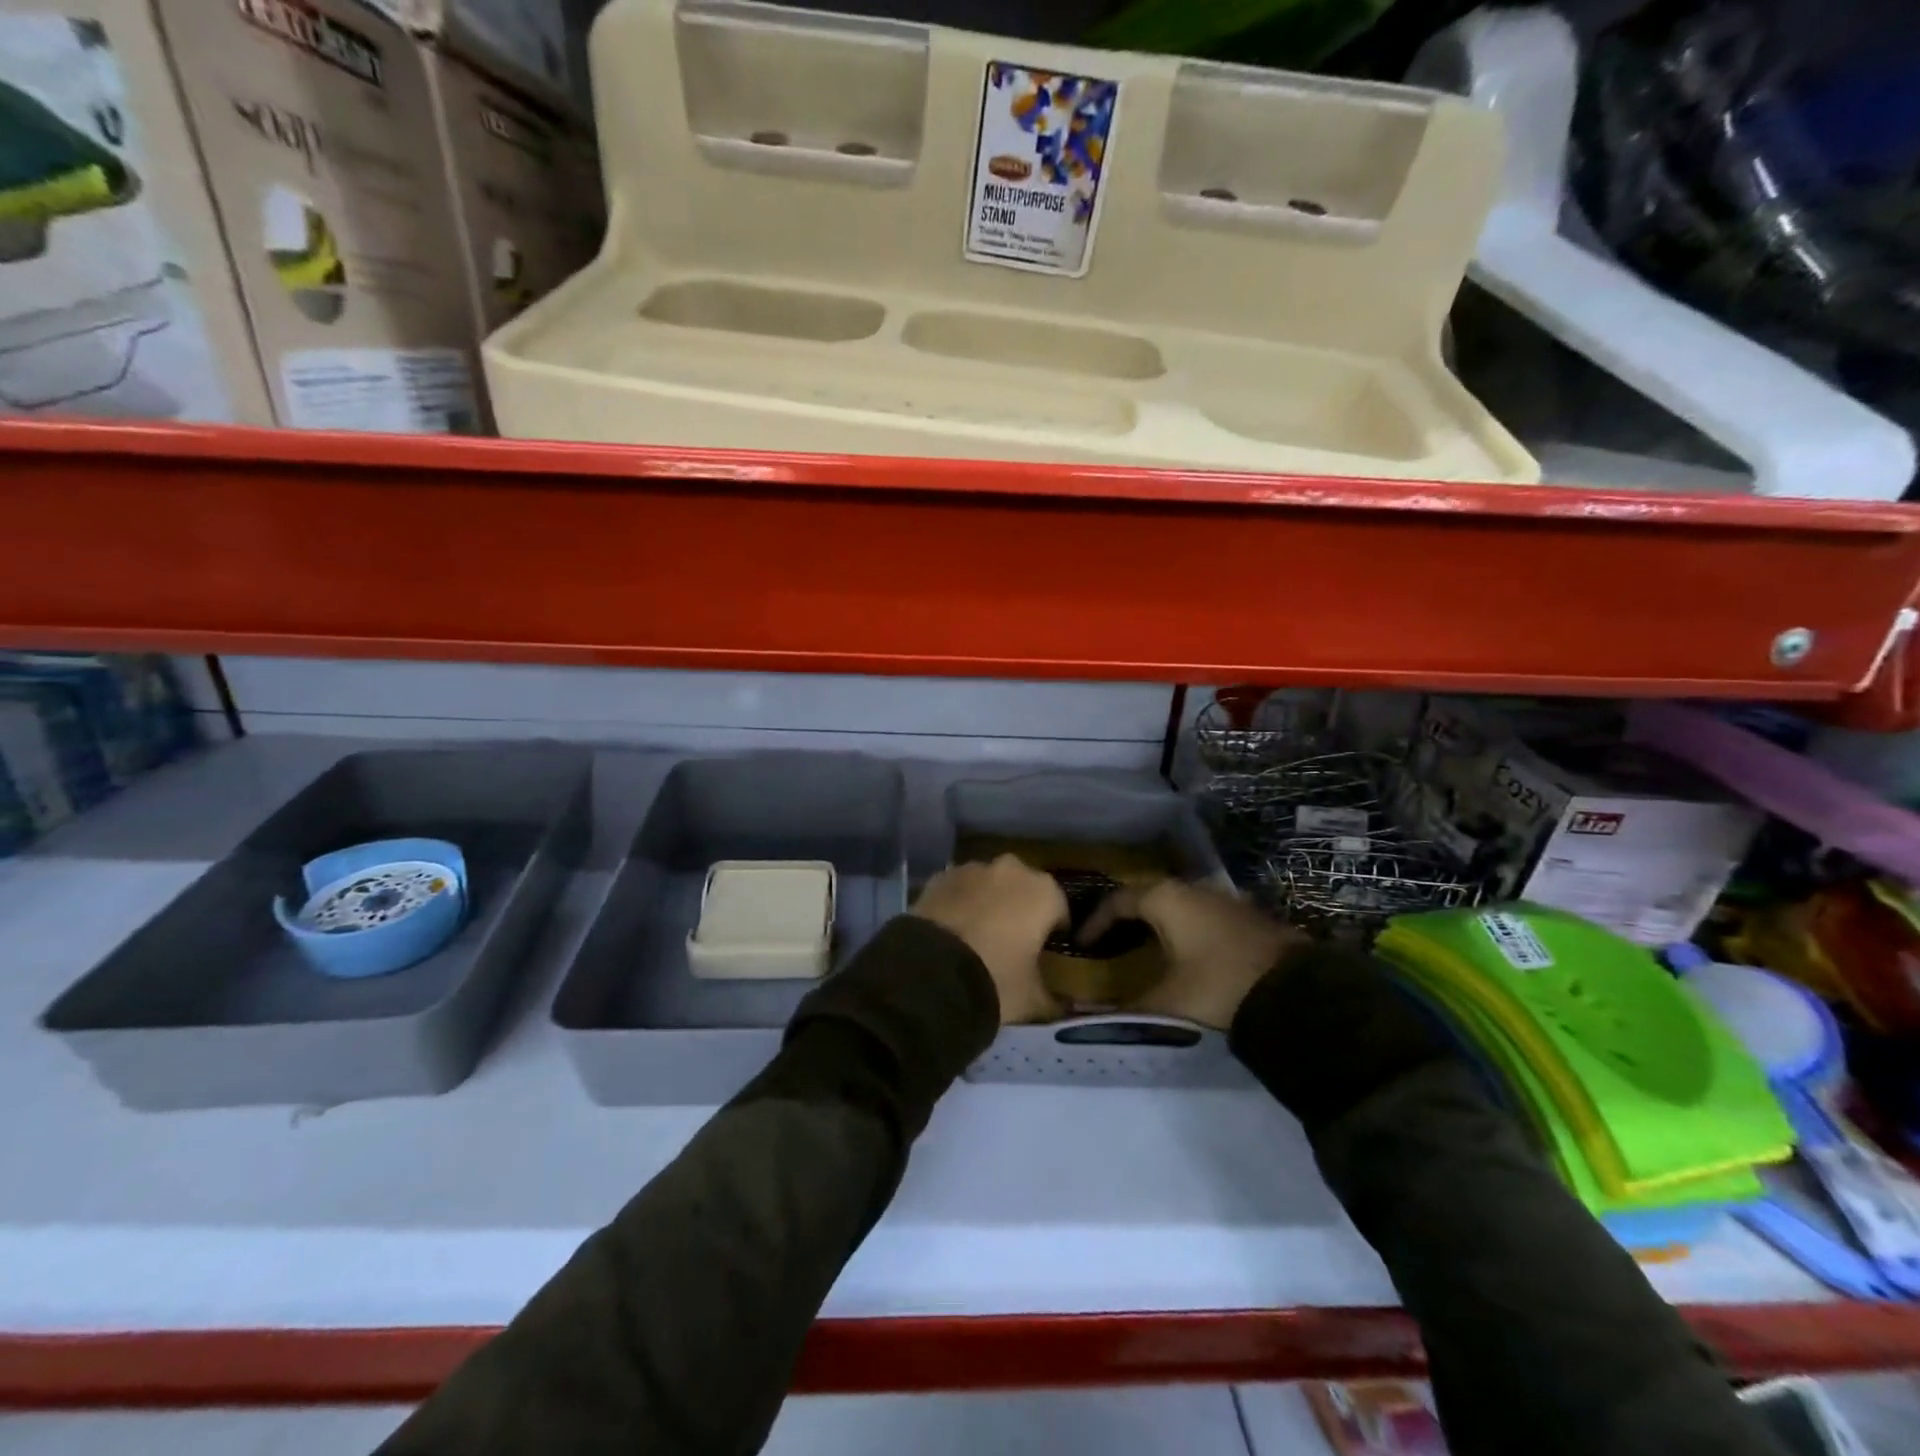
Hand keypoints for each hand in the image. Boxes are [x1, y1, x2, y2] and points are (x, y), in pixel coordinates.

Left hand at [912, 855, 1068, 1023]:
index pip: (1059, 909)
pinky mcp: (940, 877)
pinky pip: (959, 889)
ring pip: (989, 884)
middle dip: (1020, 908)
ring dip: (988, 902)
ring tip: (977, 936)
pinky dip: (959, 903)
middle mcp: (1011, 870)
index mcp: (1044, 892)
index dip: (1054, 931)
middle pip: (1023, 888)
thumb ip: (1052, 999)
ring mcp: (972, 868)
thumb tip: (1061, 1006)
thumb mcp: (1032, 999)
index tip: (1046, 952)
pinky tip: (952, 931)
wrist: (932, 971)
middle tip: (1011, 942)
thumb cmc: (996, 979)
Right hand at [1082, 879, 1301, 1030]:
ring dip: (1158, 924)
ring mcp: (1224, 900)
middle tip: (1109, 944)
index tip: (1080, 944)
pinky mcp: (1248, 918)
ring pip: (1178, 906)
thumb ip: (1124, 1010)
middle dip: (1125, 919)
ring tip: (1143, 950)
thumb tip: (1086, 1015)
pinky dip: (1185, 931)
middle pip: (1147, 897)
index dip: (1095, 922)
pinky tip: (1186, 955)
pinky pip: (1202, 917)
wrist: (1299, 995)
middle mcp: (1193, 889)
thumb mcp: (1166, 1003)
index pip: (1117, 901)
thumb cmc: (1218, 987)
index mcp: (1165, 899)